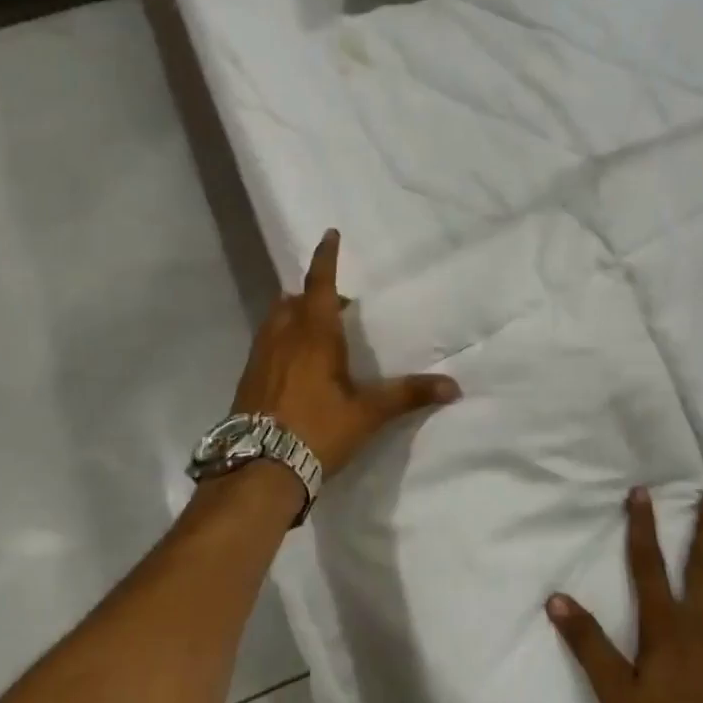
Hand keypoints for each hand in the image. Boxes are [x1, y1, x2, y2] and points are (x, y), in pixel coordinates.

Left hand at [231, 229, 460, 476]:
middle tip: (338, 307)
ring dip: (296, 315)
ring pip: (277, 319)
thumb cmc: (318, 430)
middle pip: (295, 299)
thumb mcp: (368, 413)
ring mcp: (259, 355)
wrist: (259, 468)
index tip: (329, 233)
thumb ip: (408, 395)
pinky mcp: (248, 377)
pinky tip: (296, 366)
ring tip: (318, 334)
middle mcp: (283, 335)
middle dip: (315, 295)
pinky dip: (283, 338)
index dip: (326, 257)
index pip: (319, 283)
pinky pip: (267, 342)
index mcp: (313, 334)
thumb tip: (454, 387)